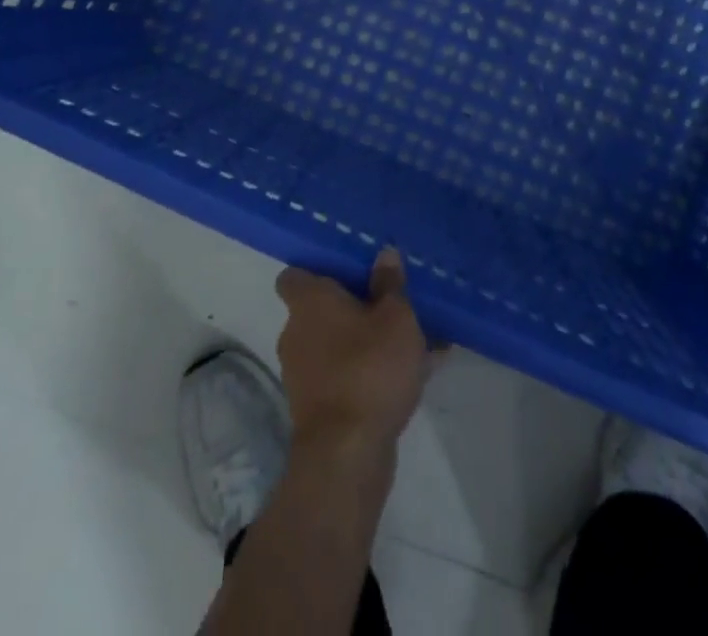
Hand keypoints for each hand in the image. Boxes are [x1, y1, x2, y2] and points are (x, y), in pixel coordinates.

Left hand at [274, 249, 436, 456]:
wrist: (347, 455)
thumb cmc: (370, 367)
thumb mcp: (395, 317)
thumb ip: (391, 284)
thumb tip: (384, 254)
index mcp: (308, 302)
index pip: (293, 276)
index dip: (317, 272)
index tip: (348, 272)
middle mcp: (296, 333)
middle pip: (321, 310)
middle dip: (354, 308)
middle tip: (391, 305)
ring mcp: (303, 374)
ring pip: (338, 345)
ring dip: (367, 342)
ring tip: (414, 342)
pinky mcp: (317, 408)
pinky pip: (346, 376)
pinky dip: (370, 373)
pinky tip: (414, 375)